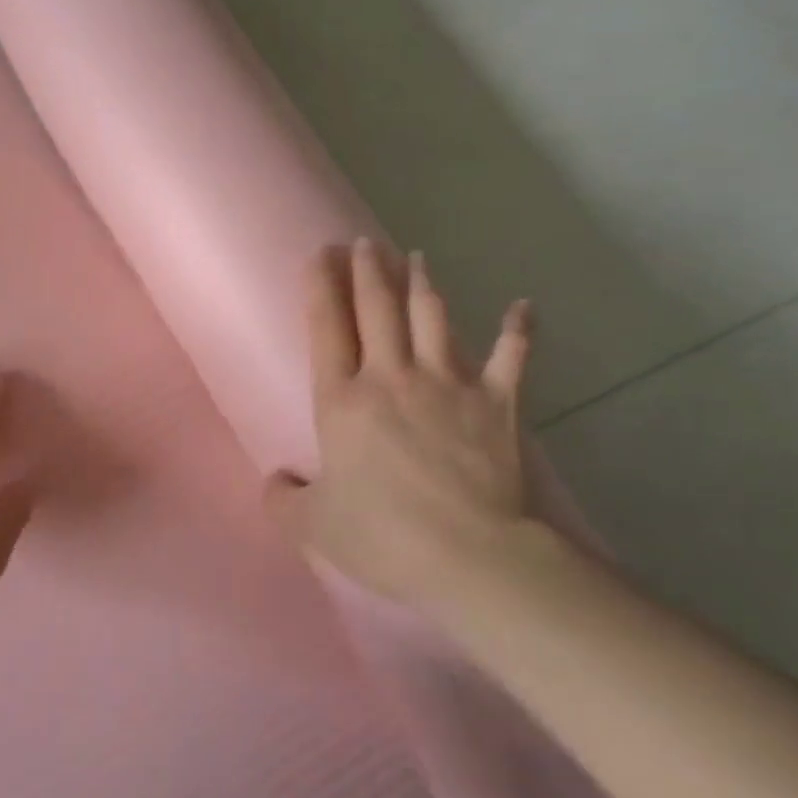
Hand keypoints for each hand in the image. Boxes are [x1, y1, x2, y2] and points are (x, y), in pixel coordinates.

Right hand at [264, 239, 542, 615]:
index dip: (321, 287)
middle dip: (367, 270)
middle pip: (377, 309)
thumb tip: (274, 482)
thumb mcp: (314, 527)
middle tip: (361, 241)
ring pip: (431, 318)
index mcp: (343, 402)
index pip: (326, 330)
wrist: (472, 556)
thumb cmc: (384, 537)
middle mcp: (392, 378)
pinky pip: (513, 355)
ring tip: (414, 256)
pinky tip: (523, 305)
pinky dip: (518, 328)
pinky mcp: (497, 402)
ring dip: (421, 284)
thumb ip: (283, 500)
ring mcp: (449, 384)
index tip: (319, 253)